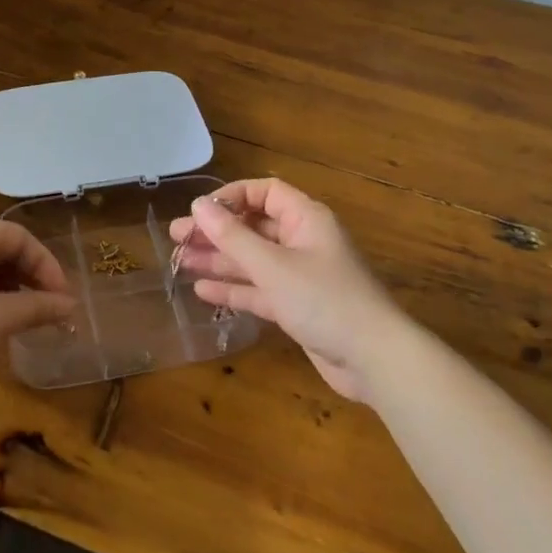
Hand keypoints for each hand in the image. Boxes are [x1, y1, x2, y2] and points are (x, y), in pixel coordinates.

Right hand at [170, 179, 406, 399]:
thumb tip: (198, 205)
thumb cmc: (325, 300)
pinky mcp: (298, 306)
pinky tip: (203, 292)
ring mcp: (300, 276)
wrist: (375, 359)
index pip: (264, 193)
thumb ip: (233, 237)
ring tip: (179, 262)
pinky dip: (234, 289)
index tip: (198, 211)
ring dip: (219, 260)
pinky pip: (260, 289)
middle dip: (216, 232)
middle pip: (254, 227)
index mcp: (305, 219)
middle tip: (176, 238)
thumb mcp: (273, 266)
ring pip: (253, 260)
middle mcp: (303, 241)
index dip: (231, 198)